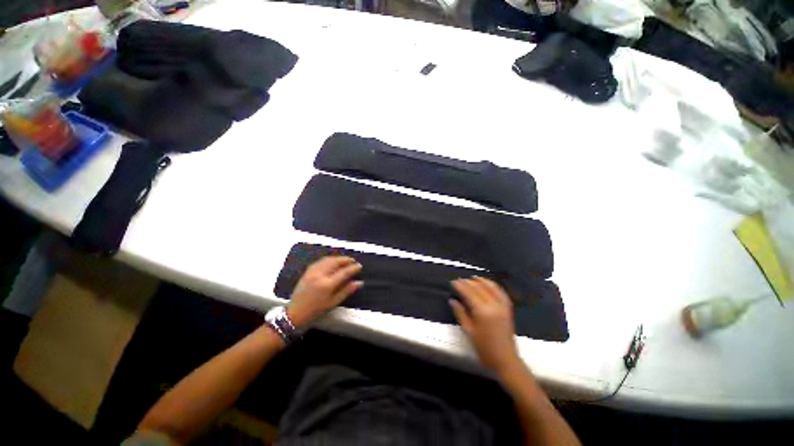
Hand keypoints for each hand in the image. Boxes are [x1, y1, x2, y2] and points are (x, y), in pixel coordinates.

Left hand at [287, 256, 362, 328]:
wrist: (296, 312)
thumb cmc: (316, 310)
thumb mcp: (333, 302)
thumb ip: (347, 290)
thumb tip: (359, 283)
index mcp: (327, 285)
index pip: (344, 272)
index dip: (353, 268)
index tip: (359, 266)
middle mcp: (320, 275)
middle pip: (335, 262)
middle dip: (346, 260)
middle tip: (353, 261)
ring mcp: (312, 272)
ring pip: (328, 259)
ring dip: (338, 258)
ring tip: (345, 260)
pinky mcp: (307, 271)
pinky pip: (320, 261)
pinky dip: (329, 259)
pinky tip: (332, 261)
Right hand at [450, 277, 519, 373]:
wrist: (505, 360)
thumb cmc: (484, 348)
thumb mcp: (469, 331)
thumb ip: (460, 313)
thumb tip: (452, 300)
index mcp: (482, 311)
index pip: (469, 293)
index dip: (460, 286)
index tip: (453, 282)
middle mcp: (493, 305)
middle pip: (479, 288)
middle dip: (468, 282)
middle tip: (460, 280)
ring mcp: (502, 306)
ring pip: (491, 287)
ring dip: (481, 281)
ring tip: (473, 277)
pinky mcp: (508, 309)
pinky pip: (501, 292)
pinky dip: (493, 286)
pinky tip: (488, 284)